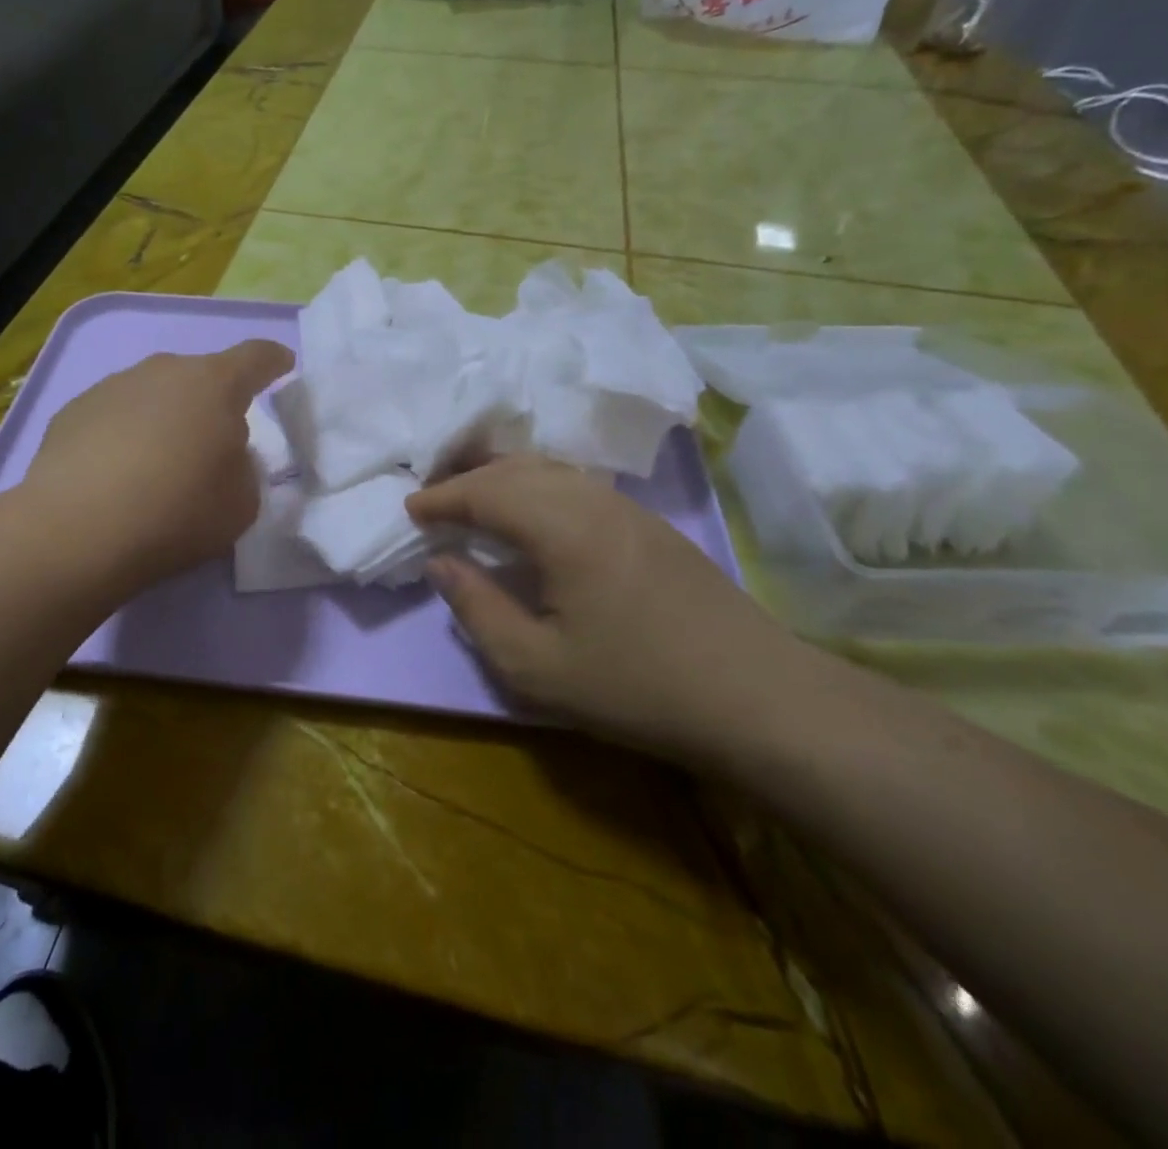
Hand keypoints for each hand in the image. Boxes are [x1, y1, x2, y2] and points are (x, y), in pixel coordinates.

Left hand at [23, 341, 293, 591]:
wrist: (77, 530)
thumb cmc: (177, 512)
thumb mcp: (242, 503)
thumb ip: (243, 468)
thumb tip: (222, 452)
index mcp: (215, 384)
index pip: (256, 357)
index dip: (274, 360)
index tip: (282, 364)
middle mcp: (164, 371)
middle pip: (200, 376)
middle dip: (212, 402)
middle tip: (212, 444)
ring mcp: (113, 385)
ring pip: (154, 394)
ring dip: (165, 418)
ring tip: (157, 465)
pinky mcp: (73, 410)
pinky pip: (115, 415)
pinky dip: (124, 434)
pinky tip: (115, 475)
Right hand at [408, 455, 819, 764]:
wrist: (757, 698)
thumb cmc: (637, 686)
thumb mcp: (536, 667)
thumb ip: (477, 609)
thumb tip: (441, 563)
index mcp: (563, 528)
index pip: (487, 493)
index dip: (443, 498)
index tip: (410, 510)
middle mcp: (593, 501)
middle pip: (516, 470)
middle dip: (467, 480)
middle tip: (434, 502)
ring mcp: (627, 508)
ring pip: (550, 470)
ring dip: (503, 477)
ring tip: (474, 501)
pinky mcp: (649, 523)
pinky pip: (576, 484)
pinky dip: (537, 486)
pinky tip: (532, 514)